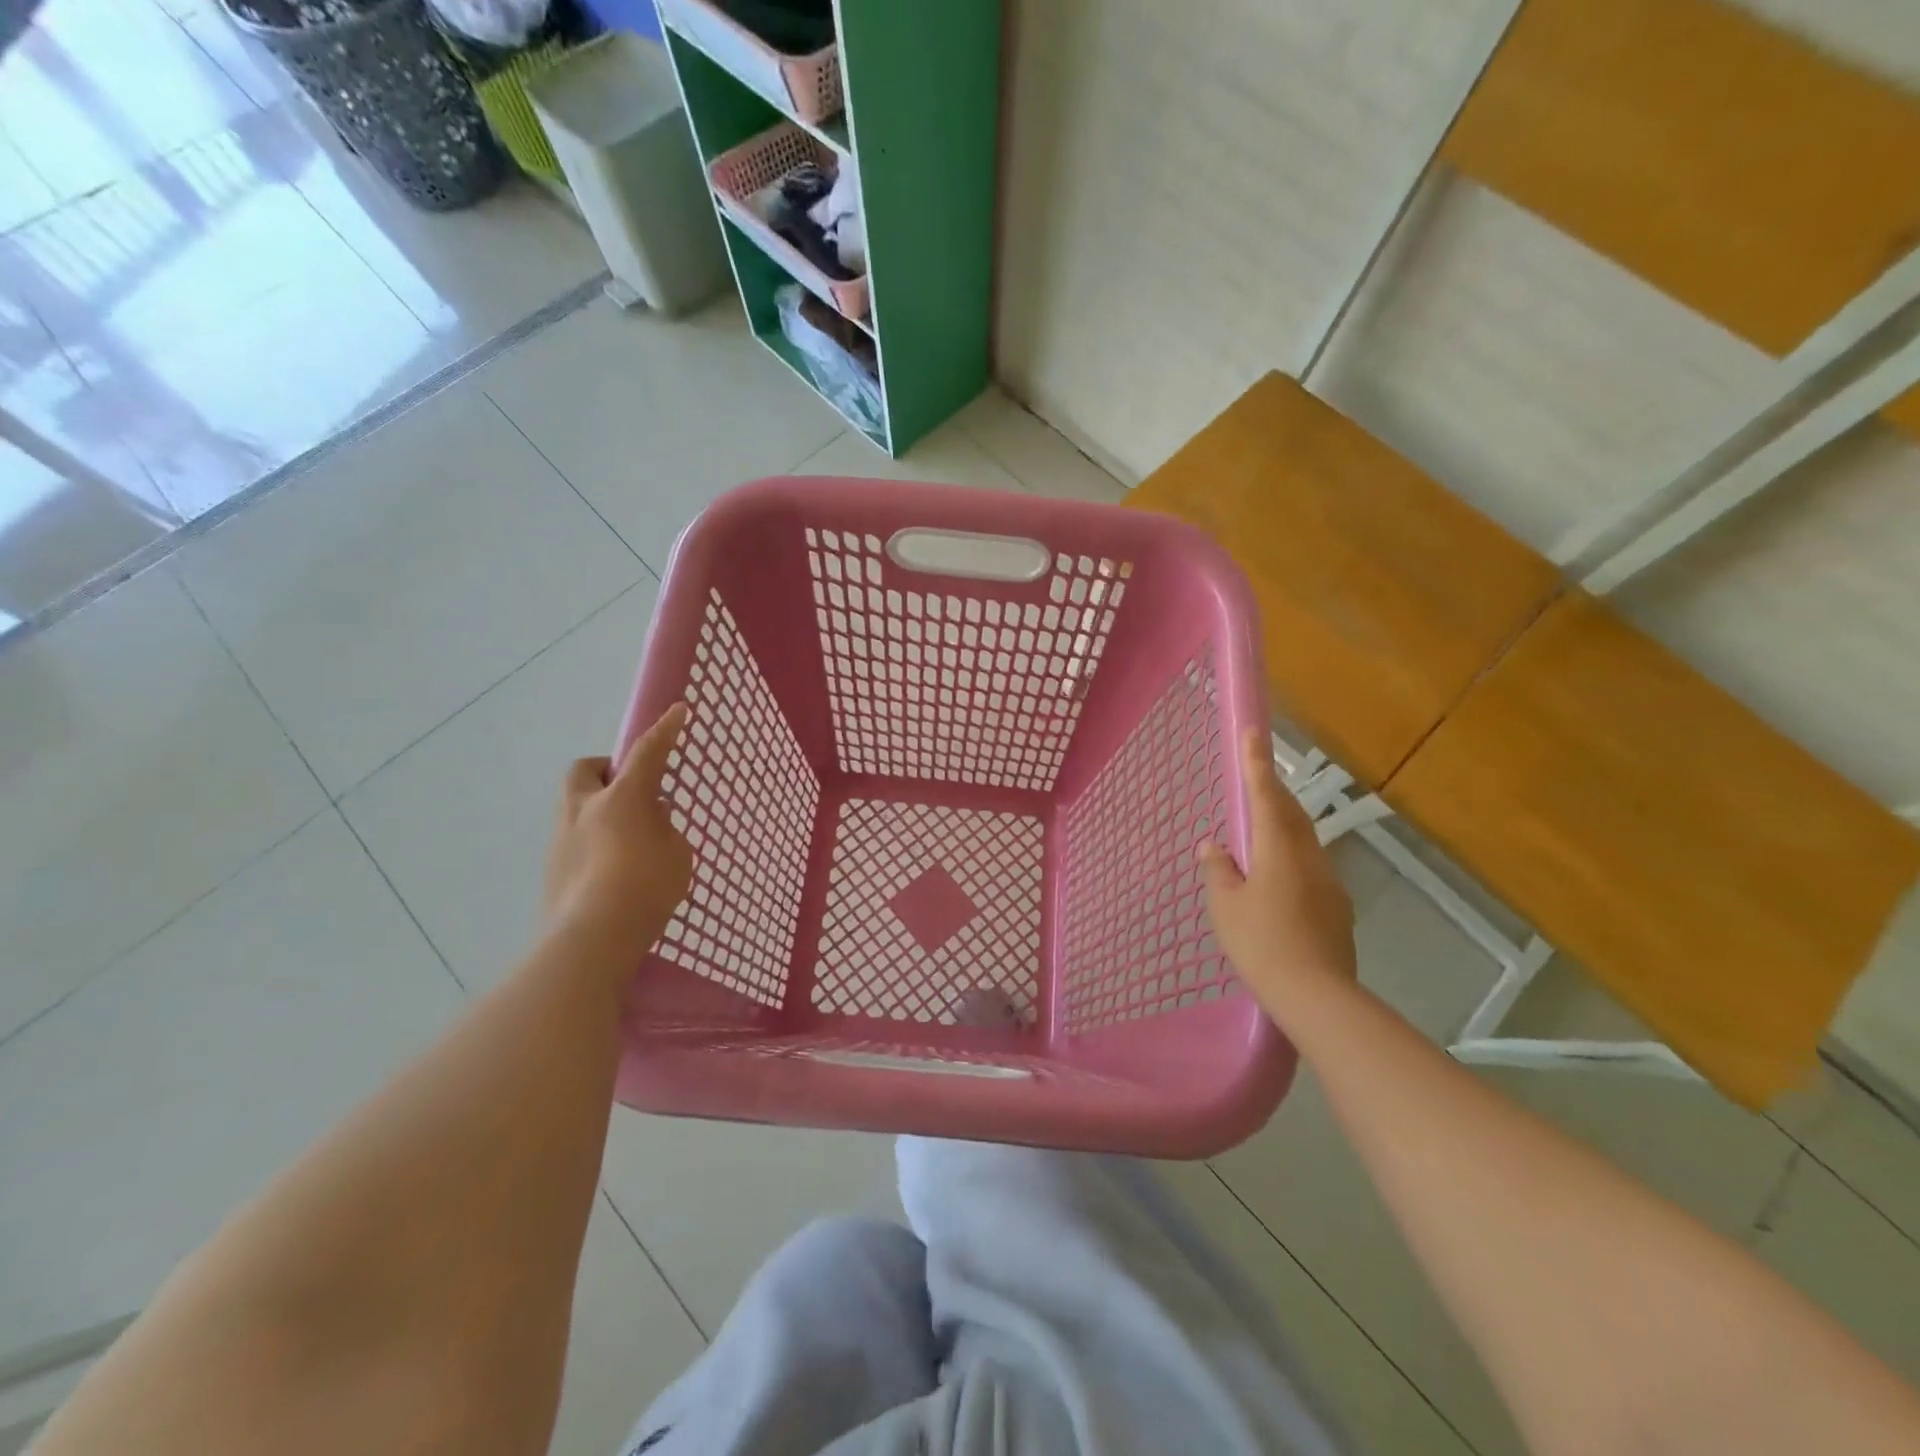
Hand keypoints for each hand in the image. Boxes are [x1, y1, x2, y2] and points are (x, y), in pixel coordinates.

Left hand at [542, 704, 692, 963]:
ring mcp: (563, 839)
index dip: (664, 730)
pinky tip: (612, 870)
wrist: (592, 938)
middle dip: (606, 769)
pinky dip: (593, 842)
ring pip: (577, 806)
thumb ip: (665, 830)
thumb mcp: (676, 854)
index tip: (677, 710)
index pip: (647, 752)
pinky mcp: (553, 870)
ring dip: (599, 809)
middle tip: (631, 789)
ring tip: (627, 838)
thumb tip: (649, 819)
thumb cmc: (646, 888)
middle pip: (587, 769)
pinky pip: (575, 840)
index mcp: (623, 797)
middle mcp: (585, 809)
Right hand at [1200, 729, 1356, 1017]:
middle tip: (1256, 777)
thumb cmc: (1261, 943)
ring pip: (1304, 840)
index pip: (1265, 795)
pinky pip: (1310, 867)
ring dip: (1283, 824)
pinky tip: (1278, 878)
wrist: (1317, 996)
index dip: (1257, 762)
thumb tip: (1214, 844)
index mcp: (1278, 849)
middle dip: (1273, 791)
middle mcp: (1309, 857)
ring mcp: (1329, 882)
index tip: (1254, 731)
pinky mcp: (1337, 907)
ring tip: (1262, 828)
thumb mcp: (1225, 906)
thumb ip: (1219, 869)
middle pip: (1290, 814)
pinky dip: (1291, 857)